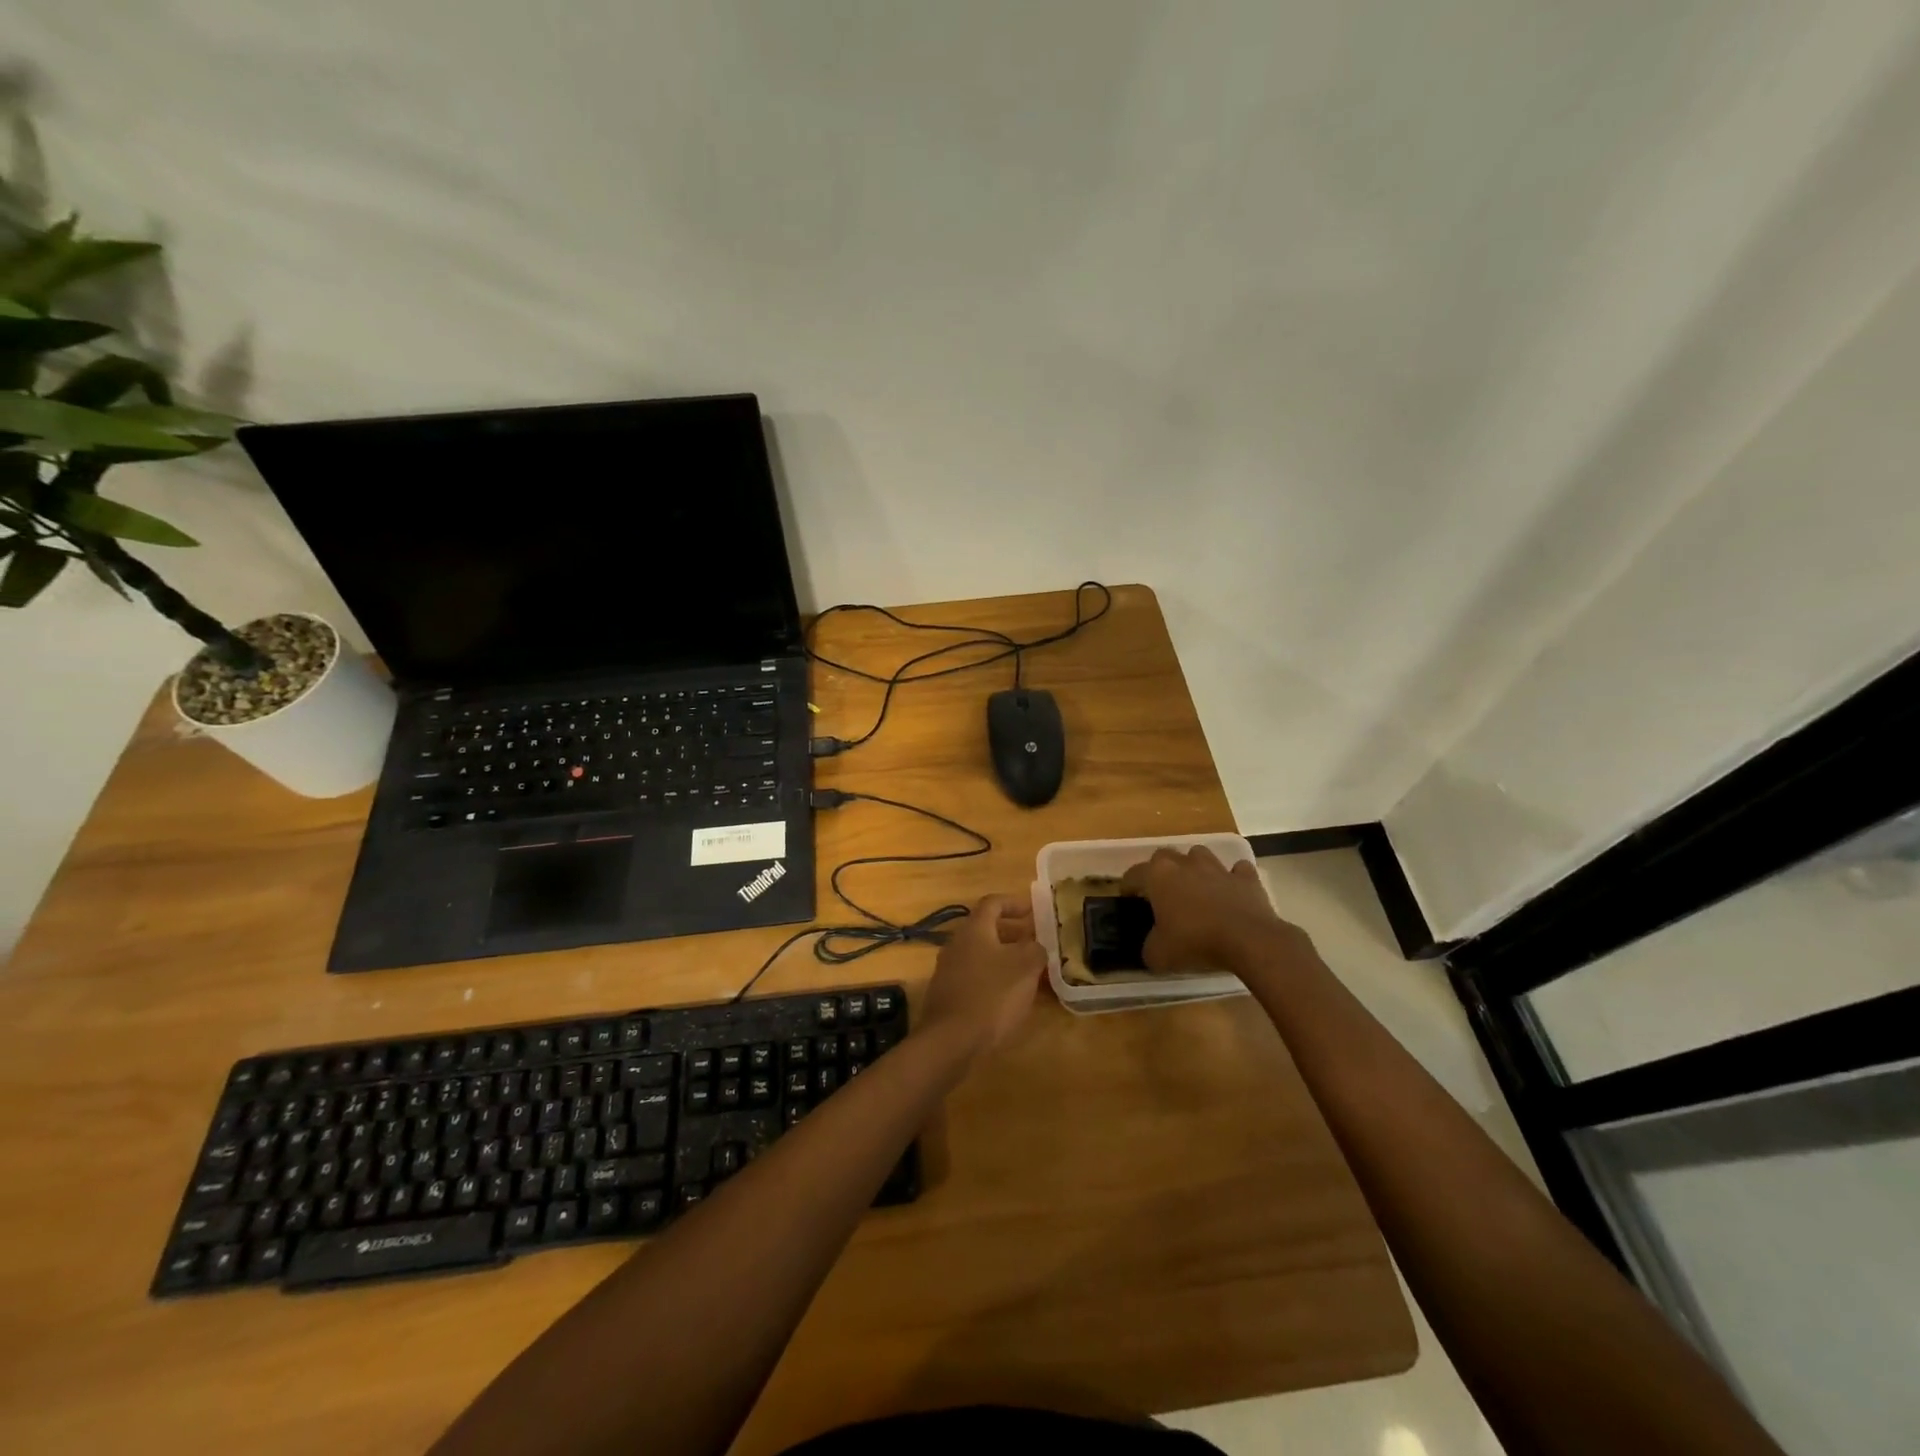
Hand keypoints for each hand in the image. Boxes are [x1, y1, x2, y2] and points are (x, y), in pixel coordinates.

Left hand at [921, 894, 1046, 1061]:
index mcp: (974, 929)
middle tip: (1035, 943)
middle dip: (1012, 933)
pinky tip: (1007, 997)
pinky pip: (973, 976)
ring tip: (1026, 973)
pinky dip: (992, 978)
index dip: (1014, 902)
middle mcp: (956, 943)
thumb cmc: (991, 995)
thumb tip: (1036, 945)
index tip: (1034, 911)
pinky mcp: (946, 994)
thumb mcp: (1025, 968)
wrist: (951, 1040)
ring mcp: (947, 969)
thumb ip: (1035, 950)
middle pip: (985, 929)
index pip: (993, 902)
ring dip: (1003, 958)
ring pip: (980, 954)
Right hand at [1120, 846, 1308, 972]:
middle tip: (1161, 893)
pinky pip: (1237, 871)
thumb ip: (1149, 947)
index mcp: (1158, 876)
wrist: (1248, 940)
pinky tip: (1232, 892)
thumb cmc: (1195, 941)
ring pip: (1199, 855)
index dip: (1127, 887)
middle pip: (1165, 856)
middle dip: (1160, 871)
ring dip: (1195, 868)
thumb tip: (1151, 947)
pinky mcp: (1246, 878)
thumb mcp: (1159, 954)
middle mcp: (1185, 864)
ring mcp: (1217, 868)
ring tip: (1196, 888)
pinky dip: (1233, 878)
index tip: (1128, 900)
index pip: (1133, 874)